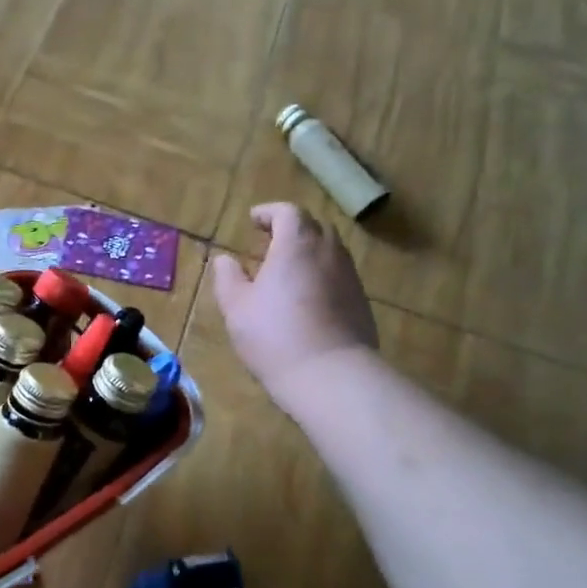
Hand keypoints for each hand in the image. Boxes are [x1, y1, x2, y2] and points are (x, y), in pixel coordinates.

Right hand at [212, 203, 376, 405]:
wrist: (331, 376)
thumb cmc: (275, 336)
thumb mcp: (237, 307)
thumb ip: (228, 278)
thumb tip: (225, 260)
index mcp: (296, 245)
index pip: (288, 212)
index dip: (269, 212)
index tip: (253, 220)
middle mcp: (328, 252)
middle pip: (314, 227)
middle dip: (292, 229)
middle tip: (270, 244)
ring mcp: (350, 277)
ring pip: (330, 252)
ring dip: (309, 253)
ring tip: (288, 272)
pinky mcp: (361, 303)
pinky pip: (339, 277)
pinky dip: (322, 276)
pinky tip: (307, 300)